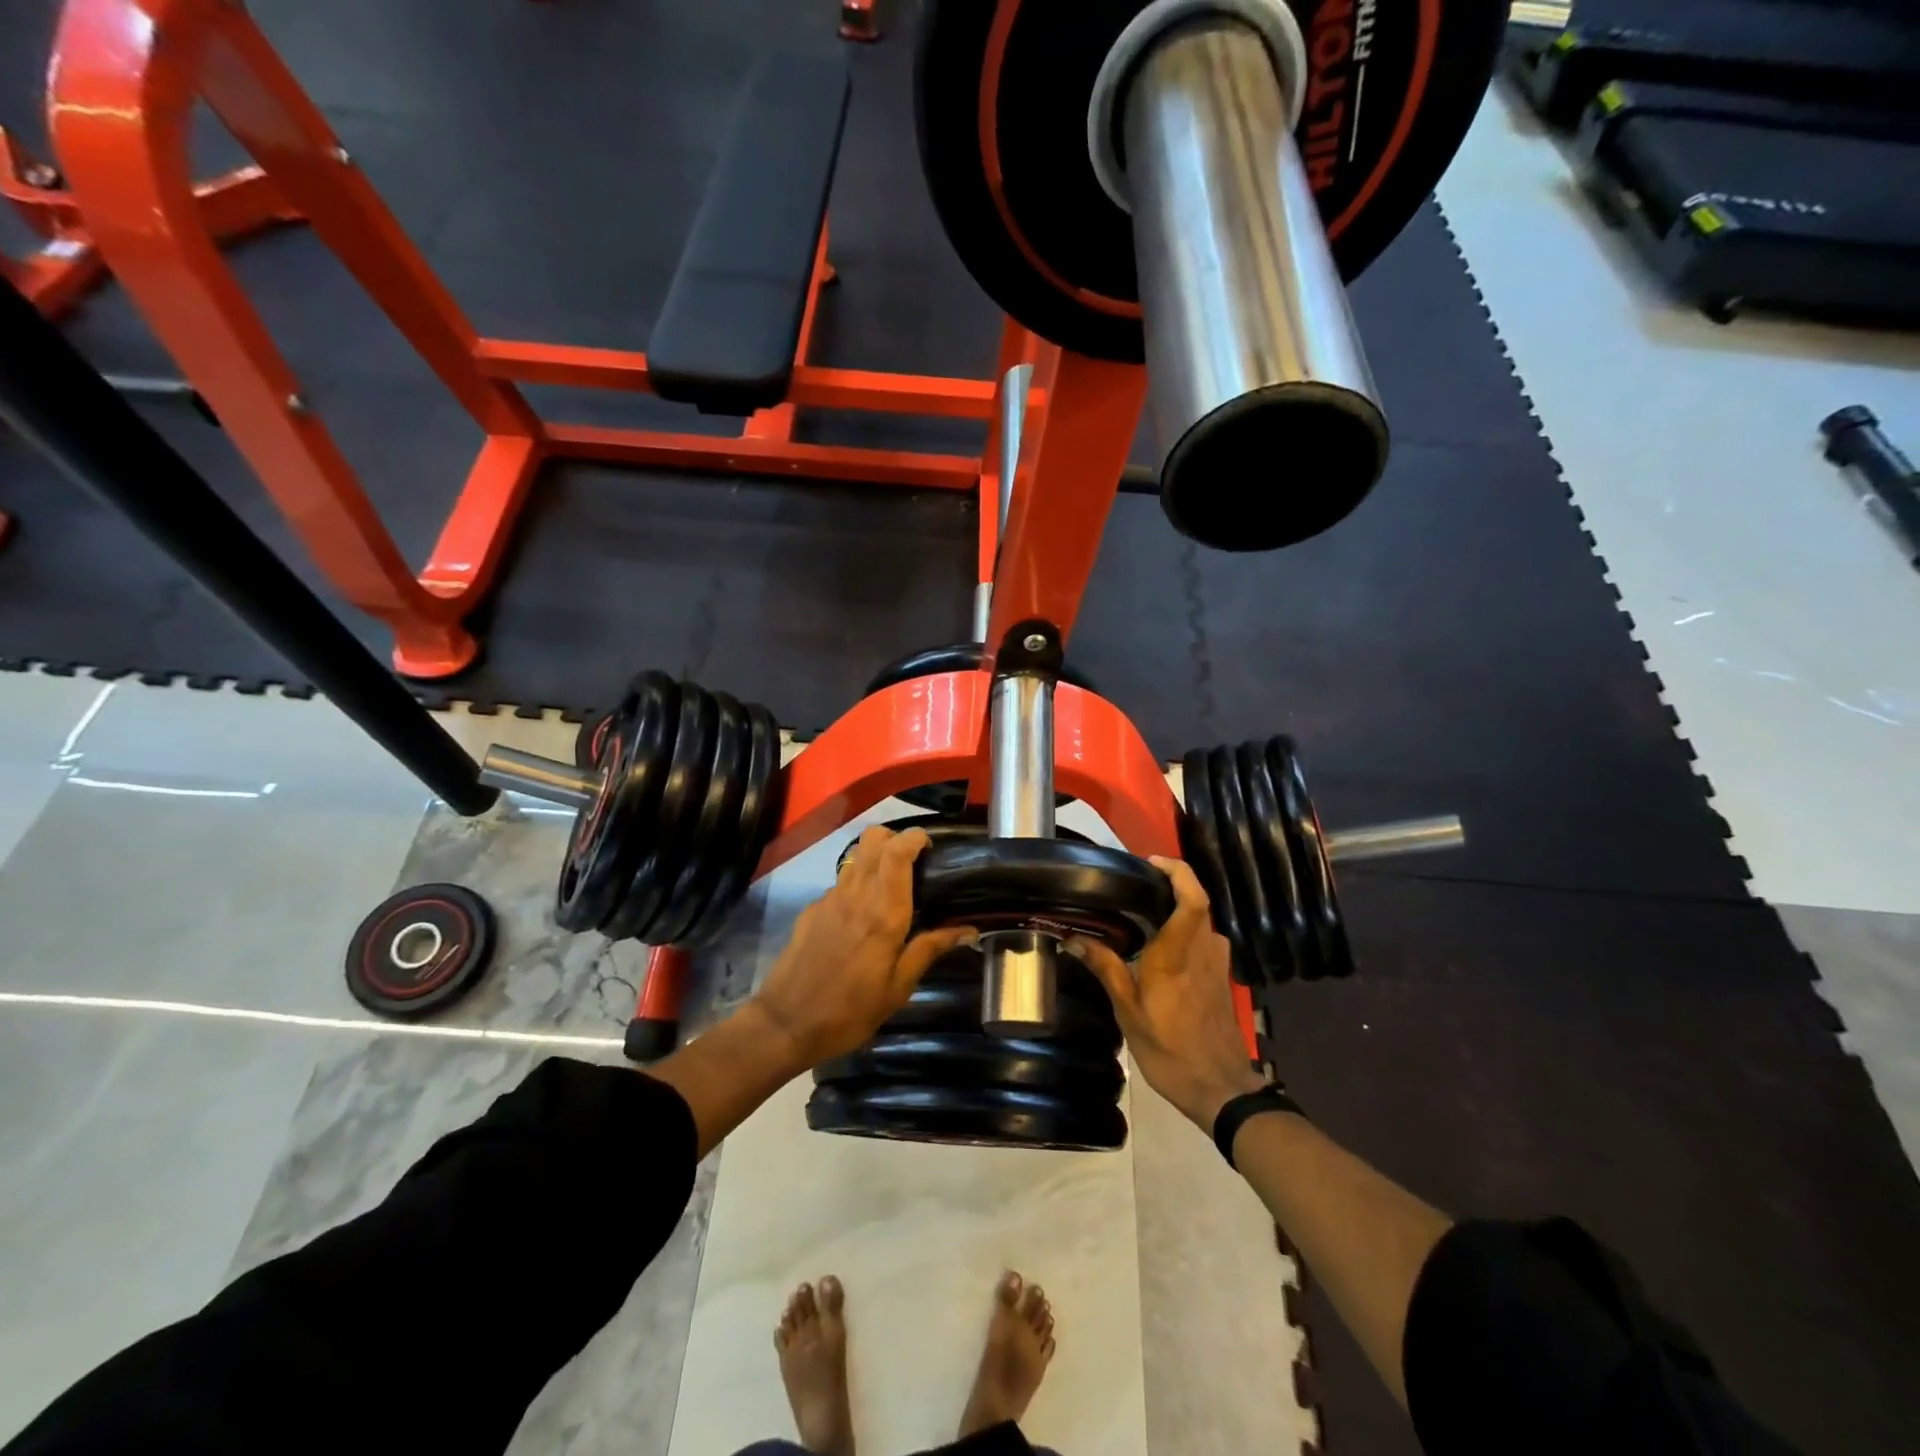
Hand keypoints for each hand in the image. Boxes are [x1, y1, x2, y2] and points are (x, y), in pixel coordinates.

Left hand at [752, 826, 977, 1067]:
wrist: (786, 1024)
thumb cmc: (851, 1011)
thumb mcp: (898, 988)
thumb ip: (929, 949)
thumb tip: (968, 929)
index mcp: (884, 913)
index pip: (897, 852)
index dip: (914, 837)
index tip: (929, 845)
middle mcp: (856, 895)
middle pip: (873, 839)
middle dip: (895, 838)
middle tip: (913, 860)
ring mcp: (829, 899)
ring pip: (855, 857)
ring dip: (875, 857)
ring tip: (890, 885)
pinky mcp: (812, 910)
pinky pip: (840, 883)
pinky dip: (856, 885)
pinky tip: (860, 915)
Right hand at [1068, 857, 1264, 1130]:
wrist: (1220, 1088)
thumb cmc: (1170, 1048)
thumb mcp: (1128, 1010)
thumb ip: (1105, 967)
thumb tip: (1073, 937)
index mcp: (1179, 952)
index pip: (1192, 898)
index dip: (1178, 871)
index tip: (1151, 861)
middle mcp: (1204, 949)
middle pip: (1196, 902)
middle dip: (1169, 886)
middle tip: (1133, 886)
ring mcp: (1217, 962)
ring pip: (1200, 921)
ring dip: (1176, 910)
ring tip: (1141, 913)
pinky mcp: (1220, 977)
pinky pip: (1203, 939)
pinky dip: (1183, 931)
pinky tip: (1159, 946)